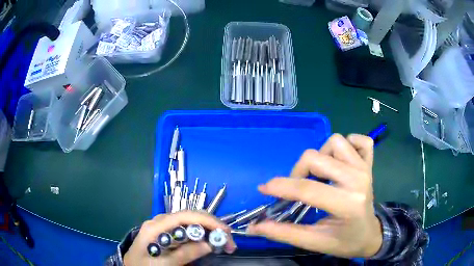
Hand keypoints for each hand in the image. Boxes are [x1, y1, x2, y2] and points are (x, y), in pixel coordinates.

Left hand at [124, 211, 236, 265]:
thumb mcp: (162, 264)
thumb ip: (183, 255)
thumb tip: (208, 244)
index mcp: (155, 227)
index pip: (184, 216)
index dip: (207, 220)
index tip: (225, 231)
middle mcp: (160, 221)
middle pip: (190, 216)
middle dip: (212, 225)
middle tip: (229, 241)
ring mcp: (163, 226)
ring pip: (190, 221)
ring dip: (209, 230)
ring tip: (223, 243)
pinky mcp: (166, 232)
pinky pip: (186, 229)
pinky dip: (201, 234)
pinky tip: (209, 242)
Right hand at [248, 134, 382, 257]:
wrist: (370, 235)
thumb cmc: (344, 242)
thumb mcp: (314, 242)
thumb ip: (284, 233)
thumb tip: (255, 227)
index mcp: (347, 203)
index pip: (307, 189)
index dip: (280, 187)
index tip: (264, 189)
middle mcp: (358, 179)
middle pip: (316, 157)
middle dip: (298, 172)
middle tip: (296, 188)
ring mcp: (365, 168)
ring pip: (335, 142)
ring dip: (321, 155)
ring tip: (319, 175)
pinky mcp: (369, 163)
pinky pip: (359, 140)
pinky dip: (349, 144)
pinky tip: (341, 161)